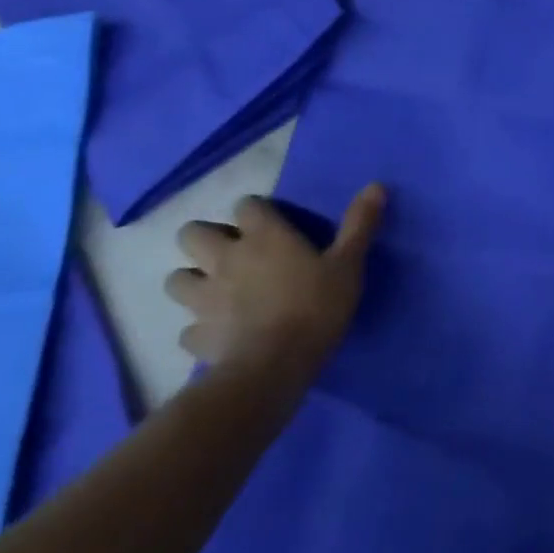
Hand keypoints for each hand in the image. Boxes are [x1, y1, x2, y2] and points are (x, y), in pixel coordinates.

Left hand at [167, 185, 385, 373]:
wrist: (273, 367)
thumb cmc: (315, 307)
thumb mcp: (348, 263)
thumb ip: (359, 224)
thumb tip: (376, 185)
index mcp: (263, 236)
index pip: (246, 205)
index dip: (256, 211)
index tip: (271, 223)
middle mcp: (225, 259)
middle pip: (192, 234)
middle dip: (206, 239)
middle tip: (232, 252)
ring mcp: (204, 299)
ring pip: (177, 279)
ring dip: (193, 280)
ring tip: (216, 290)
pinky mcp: (196, 335)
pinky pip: (188, 328)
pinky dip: (199, 327)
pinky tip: (218, 332)